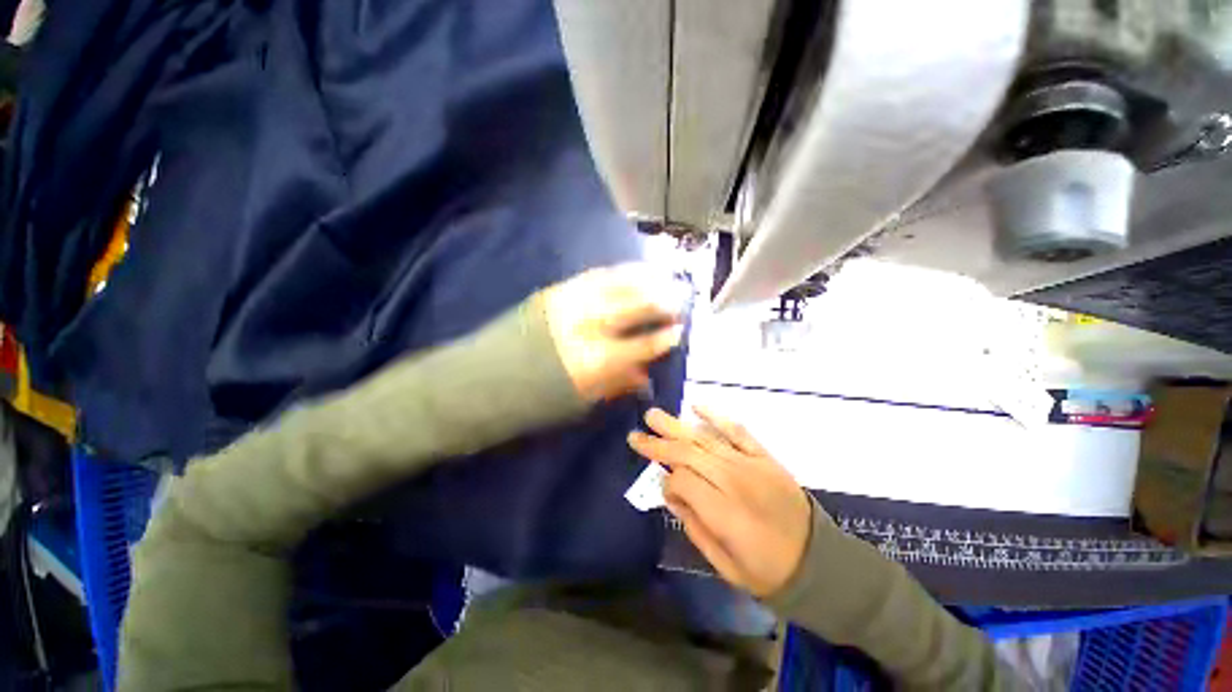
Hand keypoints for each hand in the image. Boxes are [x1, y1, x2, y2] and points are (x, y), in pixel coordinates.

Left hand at [541, 264, 684, 401]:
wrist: (488, 376)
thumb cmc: (537, 395)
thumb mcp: (581, 399)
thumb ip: (617, 383)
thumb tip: (646, 376)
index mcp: (596, 361)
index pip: (642, 345)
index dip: (664, 338)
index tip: (679, 332)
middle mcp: (588, 326)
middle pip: (635, 307)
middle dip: (663, 302)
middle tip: (680, 301)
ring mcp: (572, 303)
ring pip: (619, 285)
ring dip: (647, 281)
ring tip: (665, 278)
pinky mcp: (558, 290)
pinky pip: (597, 275)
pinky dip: (620, 272)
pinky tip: (634, 270)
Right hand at [628, 406, 811, 597]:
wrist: (818, 562)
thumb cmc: (765, 570)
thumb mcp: (723, 563)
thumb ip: (692, 524)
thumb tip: (669, 491)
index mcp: (724, 512)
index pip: (682, 481)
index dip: (666, 481)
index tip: (662, 485)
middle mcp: (734, 481)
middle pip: (689, 453)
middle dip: (659, 443)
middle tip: (636, 434)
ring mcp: (751, 464)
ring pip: (706, 438)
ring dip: (677, 426)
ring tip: (653, 415)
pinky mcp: (764, 456)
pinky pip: (738, 431)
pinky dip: (716, 417)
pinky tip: (696, 406)